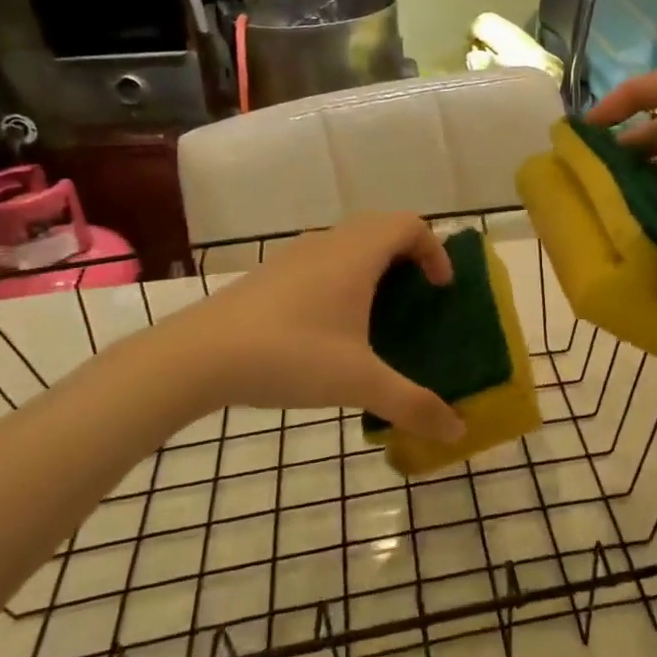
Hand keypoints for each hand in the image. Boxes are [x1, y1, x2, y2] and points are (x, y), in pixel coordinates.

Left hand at [168, 213, 466, 440]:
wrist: (197, 356)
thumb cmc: (290, 355)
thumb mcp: (359, 383)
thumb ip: (413, 404)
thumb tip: (458, 431)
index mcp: (357, 254)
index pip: (410, 225)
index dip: (435, 251)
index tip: (440, 290)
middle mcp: (329, 243)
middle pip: (381, 228)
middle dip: (408, 256)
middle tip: (417, 298)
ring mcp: (294, 256)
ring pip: (348, 243)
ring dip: (373, 267)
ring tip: (377, 315)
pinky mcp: (269, 275)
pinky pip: (321, 261)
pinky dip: (342, 279)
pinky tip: (330, 329)